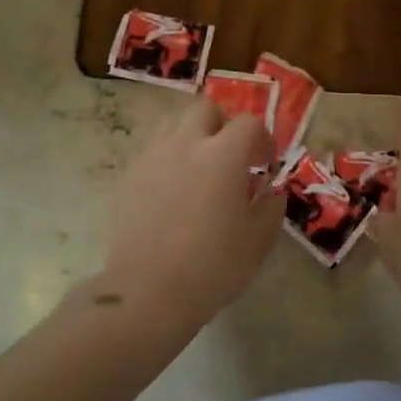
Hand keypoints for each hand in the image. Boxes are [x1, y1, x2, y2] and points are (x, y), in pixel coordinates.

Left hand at [99, 99, 283, 332]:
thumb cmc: (213, 266)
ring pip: (173, 124)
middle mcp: (185, 144)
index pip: (247, 123)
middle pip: (204, 109)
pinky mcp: (128, 176)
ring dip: (191, 137)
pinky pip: (152, 152)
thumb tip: (272, 190)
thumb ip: (271, 206)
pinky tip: (172, 193)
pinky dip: (167, 160)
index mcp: (223, 155)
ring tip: (198, 170)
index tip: (264, 165)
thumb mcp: (258, 240)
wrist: (148, 291)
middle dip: (221, 125)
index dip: (262, 139)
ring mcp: (152, 157)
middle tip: (229, 157)